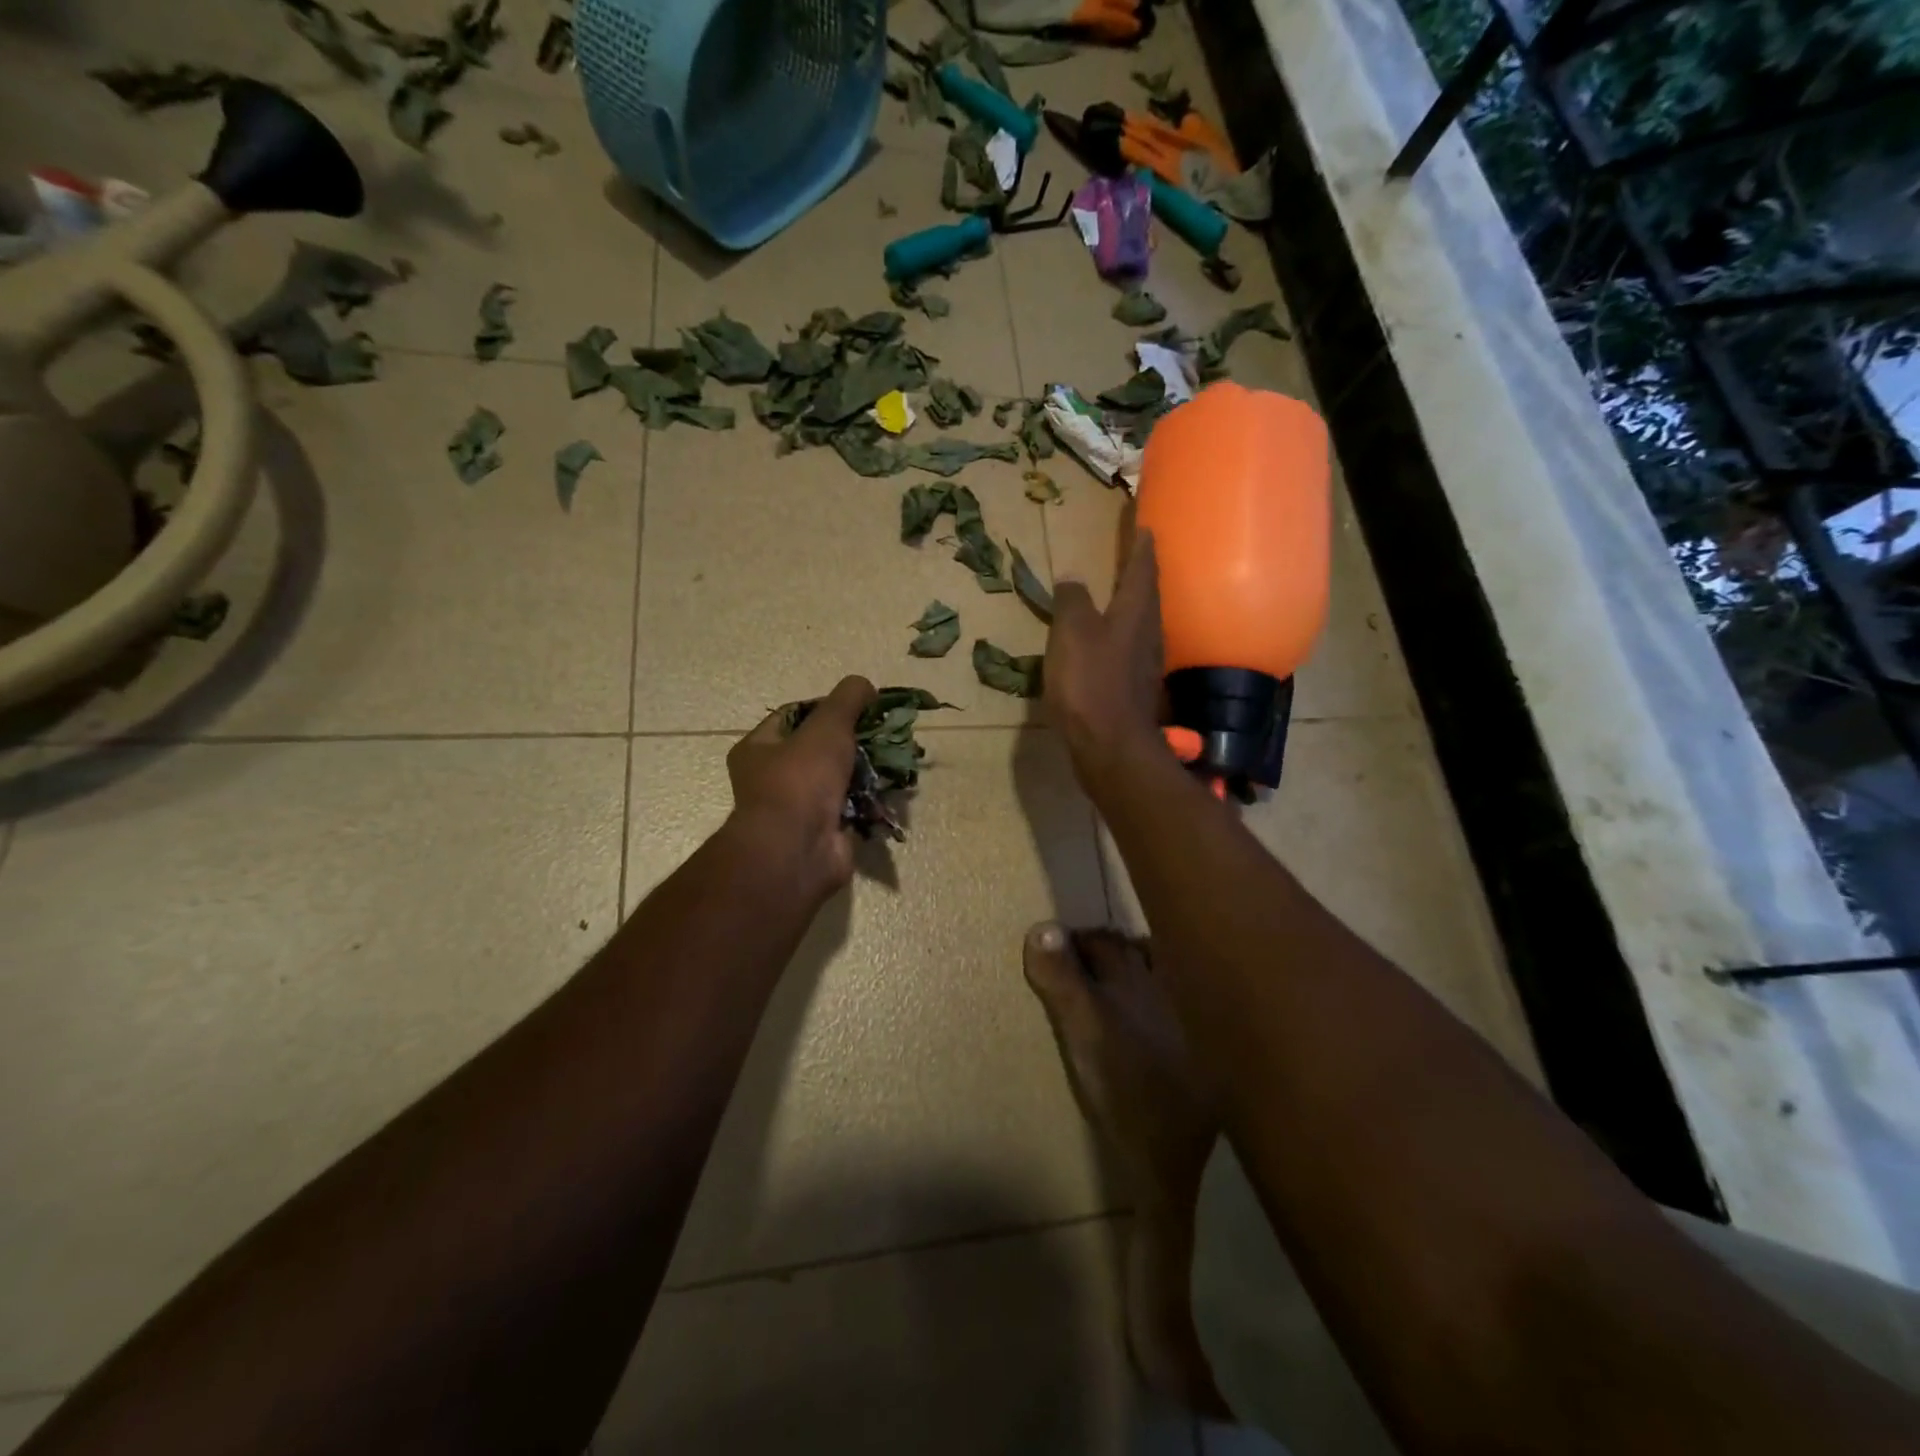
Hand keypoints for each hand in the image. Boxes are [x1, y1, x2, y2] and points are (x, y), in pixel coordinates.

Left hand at [726, 675, 876, 904]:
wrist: (798, 851)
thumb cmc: (801, 780)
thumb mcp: (827, 726)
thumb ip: (847, 700)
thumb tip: (865, 685)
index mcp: (759, 749)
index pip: (794, 715)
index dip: (827, 706)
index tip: (860, 705)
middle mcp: (773, 779)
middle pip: (820, 748)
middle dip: (854, 741)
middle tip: (883, 733)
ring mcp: (798, 809)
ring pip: (840, 780)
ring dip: (866, 772)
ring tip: (895, 760)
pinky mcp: (824, 833)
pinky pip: (852, 809)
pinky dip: (871, 802)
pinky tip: (892, 791)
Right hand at [1045, 532, 1163, 788]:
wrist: (1110, 746)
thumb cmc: (1090, 682)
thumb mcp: (1071, 632)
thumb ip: (1072, 601)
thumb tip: (1072, 578)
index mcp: (1135, 611)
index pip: (1143, 567)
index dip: (1141, 545)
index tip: (1143, 526)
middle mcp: (1148, 632)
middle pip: (1147, 594)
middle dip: (1140, 573)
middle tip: (1131, 556)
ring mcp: (1145, 663)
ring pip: (1140, 623)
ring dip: (1130, 606)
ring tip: (1116, 595)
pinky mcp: (1135, 689)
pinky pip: (1129, 650)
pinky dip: (1119, 637)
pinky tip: (1106, 644)